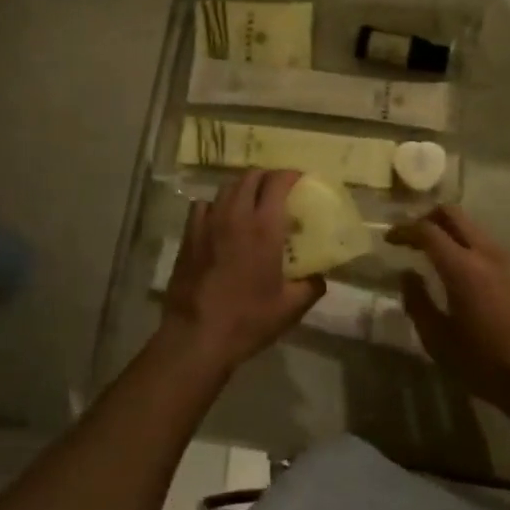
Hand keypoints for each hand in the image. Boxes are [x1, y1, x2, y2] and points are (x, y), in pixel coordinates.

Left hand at [162, 171, 323, 372]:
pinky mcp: (189, 234)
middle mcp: (236, 215)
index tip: (299, 180)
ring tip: (251, 201)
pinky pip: (203, 205)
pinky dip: (216, 204)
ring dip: (242, 188)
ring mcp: (208, 222)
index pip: (277, 182)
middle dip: (266, 177)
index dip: (289, 175)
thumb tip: (320, 277)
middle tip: (277, 190)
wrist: (197, 335)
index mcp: (264, 227)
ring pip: (227, 187)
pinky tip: (220, 219)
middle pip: (251, 177)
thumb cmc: (247, 319)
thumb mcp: (290, 308)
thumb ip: (311, 286)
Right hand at [388, 205, 509, 423]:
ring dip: (449, 231)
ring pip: (472, 226)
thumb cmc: (483, 363)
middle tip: (412, 237)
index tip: (390, 240)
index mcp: (462, 268)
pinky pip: (487, 244)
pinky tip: (462, 272)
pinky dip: (468, 245)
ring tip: (433, 253)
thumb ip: (417, 301)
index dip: (404, 230)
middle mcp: (486, 253)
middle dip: (427, 218)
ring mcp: (508, 260)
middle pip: (453, 213)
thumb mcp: (437, 339)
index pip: (427, 230)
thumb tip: (407, 274)